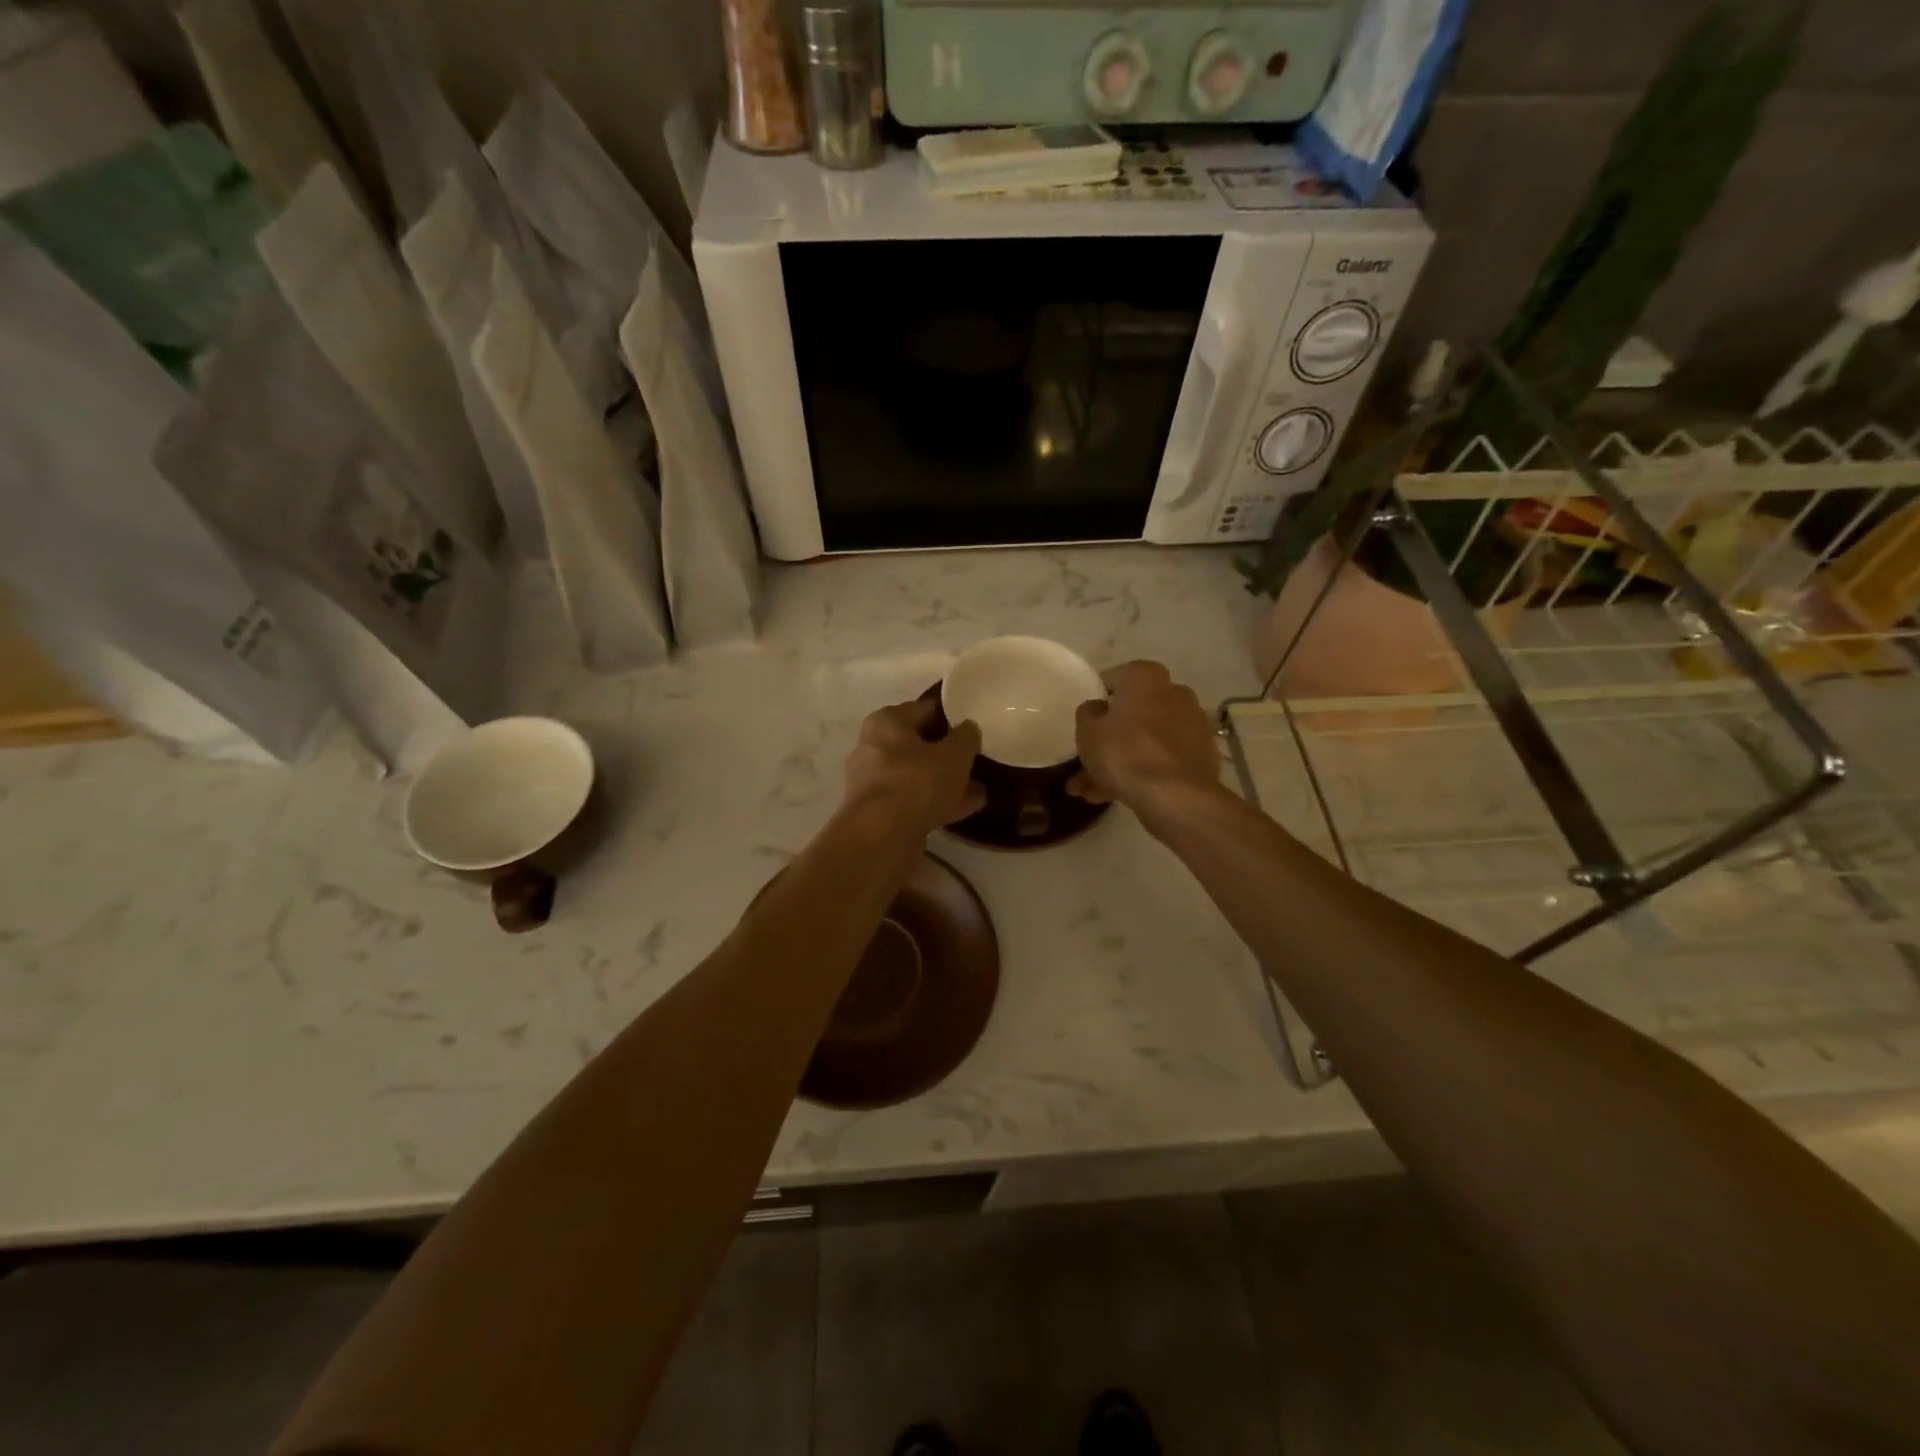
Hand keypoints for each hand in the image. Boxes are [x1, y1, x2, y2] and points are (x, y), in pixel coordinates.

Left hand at [842, 699, 986, 839]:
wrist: (881, 837)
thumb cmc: (917, 782)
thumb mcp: (954, 755)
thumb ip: (965, 737)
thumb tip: (968, 728)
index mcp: (885, 722)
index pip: (923, 710)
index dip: (950, 717)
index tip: (972, 727)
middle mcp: (872, 747)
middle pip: (918, 745)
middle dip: (947, 754)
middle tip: (975, 759)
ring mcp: (872, 782)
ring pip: (917, 776)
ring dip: (945, 782)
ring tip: (979, 788)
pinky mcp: (877, 812)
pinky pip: (914, 800)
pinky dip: (937, 802)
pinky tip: (967, 808)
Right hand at [1072, 661, 1220, 815]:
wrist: (1176, 796)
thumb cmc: (1125, 753)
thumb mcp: (1088, 732)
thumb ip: (1087, 713)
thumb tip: (1097, 708)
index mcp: (1146, 676)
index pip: (1112, 680)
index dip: (1095, 703)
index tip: (1084, 724)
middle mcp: (1174, 691)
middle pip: (1131, 713)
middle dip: (1108, 739)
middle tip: (1085, 763)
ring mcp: (1192, 723)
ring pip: (1145, 739)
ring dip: (1120, 761)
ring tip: (1093, 792)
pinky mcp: (1202, 753)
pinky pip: (1163, 757)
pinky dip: (1144, 771)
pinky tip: (1119, 796)